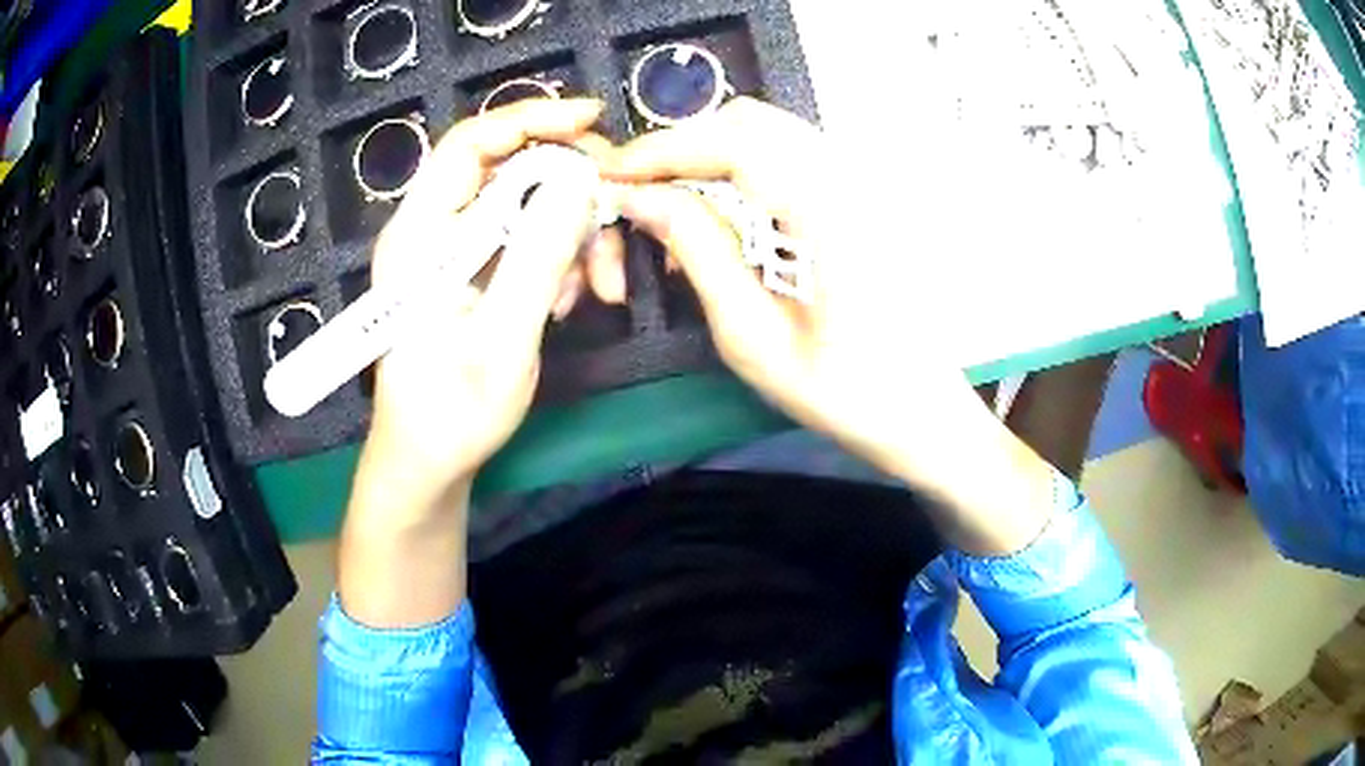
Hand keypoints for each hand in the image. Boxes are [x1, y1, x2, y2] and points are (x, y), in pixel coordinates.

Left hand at [359, 99, 618, 513]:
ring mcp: (455, 251)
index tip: (593, 119)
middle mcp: (434, 231)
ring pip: (528, 207)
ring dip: (575, 235)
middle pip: (509, 170)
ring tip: (600, 288)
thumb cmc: (452, 412)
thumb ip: (539, 256)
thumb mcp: (503, 338)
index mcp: (420, 236)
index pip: (470, 145)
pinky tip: (571, 299)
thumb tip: (581, 182)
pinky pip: (528, 240)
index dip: (531, 119)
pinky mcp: (474, 272)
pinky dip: (561, 259)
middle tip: (618, 218)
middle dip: (572, 191)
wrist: (429, 462)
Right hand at [604, 99, 1056, 554]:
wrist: (925, 414)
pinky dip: (743, 169)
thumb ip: (699, 252)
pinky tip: (721, 213)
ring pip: (771, 133)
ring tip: (669, 199)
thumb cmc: (844, 394)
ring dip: (712, 154)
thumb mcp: (754, 337)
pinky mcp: (862, 199)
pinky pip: (791, 158)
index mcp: (829, 212)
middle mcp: (850, 179)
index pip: (733, 143)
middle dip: (684, 144)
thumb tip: (641, 198)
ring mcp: (861, 184)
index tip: (613, 173)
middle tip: (638, 186)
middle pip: (751, 122)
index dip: (664, 149)